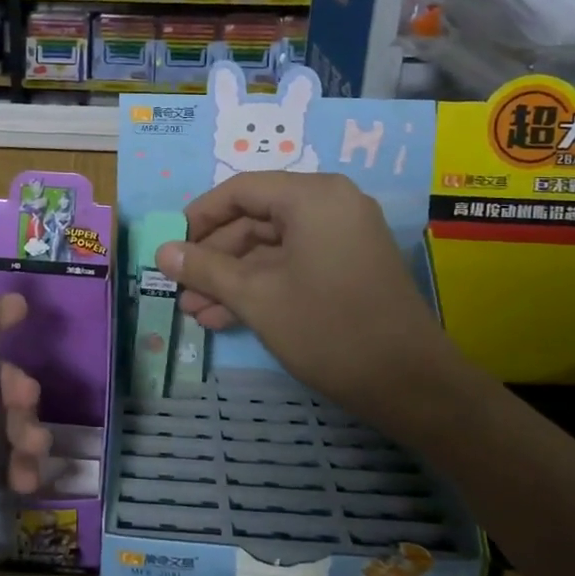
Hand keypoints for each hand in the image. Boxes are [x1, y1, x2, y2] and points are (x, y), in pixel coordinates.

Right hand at [157, 172, 467, 419]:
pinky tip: (224, 317)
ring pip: (271, 247)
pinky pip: (293, 264)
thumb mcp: (256, 297)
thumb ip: (206, 269)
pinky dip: (261, 286)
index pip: (240, 190)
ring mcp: (342, 237)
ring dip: (232, 278)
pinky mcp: (348, 267)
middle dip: (214, 257)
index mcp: (312, 196)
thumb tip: (162, 252)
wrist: (412, 385)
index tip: (170, 246)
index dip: (199, 217)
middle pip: (255, 219)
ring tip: (194, 310)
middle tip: (180, 287)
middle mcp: (330, 205)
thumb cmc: (329, 329)